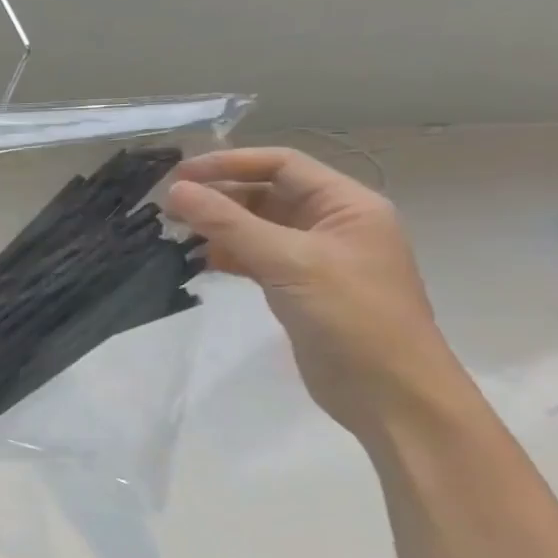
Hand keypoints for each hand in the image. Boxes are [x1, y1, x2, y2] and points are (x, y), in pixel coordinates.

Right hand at [165, 148, 463, 439]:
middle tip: (167, 206)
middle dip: (217, 195)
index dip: (229, 163)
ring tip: (174, 231)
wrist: (390, 394)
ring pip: (255, 225)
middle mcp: (332, 223)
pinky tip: (197, 260)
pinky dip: (224, 253)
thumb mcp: (287, 261)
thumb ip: (227, 223)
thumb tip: (174, 191)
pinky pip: (253, 255)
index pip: (281, 164)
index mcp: (347, 205)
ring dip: (216, 225)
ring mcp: (315, 256)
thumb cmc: (351, 316)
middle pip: (265, 192)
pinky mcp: (297, 286)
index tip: (179, 176)